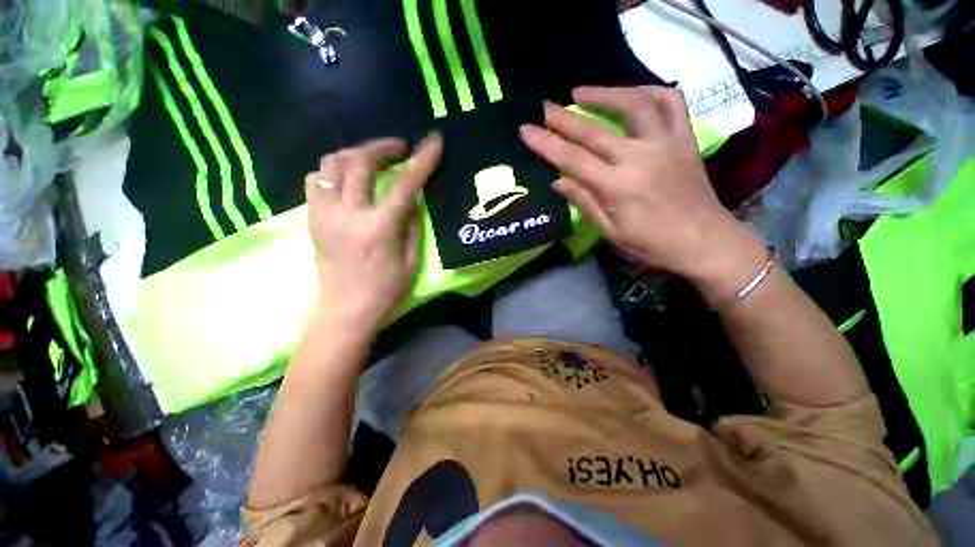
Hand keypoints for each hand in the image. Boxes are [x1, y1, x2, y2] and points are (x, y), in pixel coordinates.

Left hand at [304, 133, 442, 333]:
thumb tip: (413, 200)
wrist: (345, 311)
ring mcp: (323, 214)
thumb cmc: (386, 292)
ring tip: (374, 159)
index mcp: (378, 229)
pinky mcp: (312, 218)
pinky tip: (349, 177)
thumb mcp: (412, 262)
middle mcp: (347, 214)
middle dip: (383, 147)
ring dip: (356, 153)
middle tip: (400, 148)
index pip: (404, 184)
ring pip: (332, 164)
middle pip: (360, 162)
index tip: (434, 140)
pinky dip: (334, 170)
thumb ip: (413, 226)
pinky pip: (316, 179)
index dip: (422, 160)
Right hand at [519, 86, 763, 289]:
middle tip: (545, 107)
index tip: (526, 130)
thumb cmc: (652, 243)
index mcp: (617, 187)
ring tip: (582, 91)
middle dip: (565, 118)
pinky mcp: (685, 138)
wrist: (704, 240)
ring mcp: (666, 143)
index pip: (572, 159)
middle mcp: (640, 158)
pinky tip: (631, 94)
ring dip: (605, 93)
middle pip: (595, 130)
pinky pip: (671, 103)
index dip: (546, 144)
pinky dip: (649, 91)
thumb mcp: (610, 231)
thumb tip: (557, 180)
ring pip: (635, 104)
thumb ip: (584, 202)